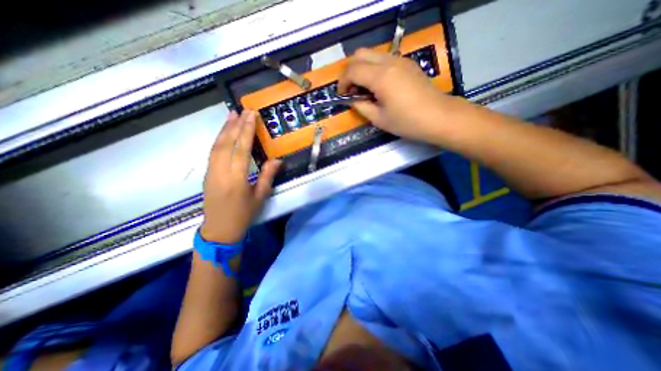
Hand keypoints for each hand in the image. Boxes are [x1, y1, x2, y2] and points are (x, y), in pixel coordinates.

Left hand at [203, 110, 282, 243]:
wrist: (219, 229)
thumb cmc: (243, 214)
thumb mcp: (260, 197)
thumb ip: (267, 176)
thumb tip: (277, 159)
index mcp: (236, 179)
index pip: (241, 149)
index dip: (246, 131)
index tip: (251, 115)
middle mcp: (221, 172)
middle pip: (227, 143)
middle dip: (235, 125)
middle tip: (242, 110)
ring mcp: (211, 172)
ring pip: (216, 146)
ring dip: (224, 129)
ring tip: (231, 115)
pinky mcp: (207, 174)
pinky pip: (212, 152)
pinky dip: (218, 139)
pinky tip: (224, 133)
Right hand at [338, 48, 451, 143]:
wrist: (438, 117)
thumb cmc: (407, 122)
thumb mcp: (379, 119)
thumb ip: (361, 107)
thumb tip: (352, 100)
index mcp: (380, 77)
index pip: (352, 70)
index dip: (342, 82)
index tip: (342, 95)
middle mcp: (389, 62)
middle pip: (360, 54)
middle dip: (350, 71)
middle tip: (351, 89)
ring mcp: (400, 60)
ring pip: (372, 54)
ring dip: (362, 68)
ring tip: (364, 89)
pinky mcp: (407, 64)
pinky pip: (383, 59)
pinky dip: (374, 69)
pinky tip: (378, 86)